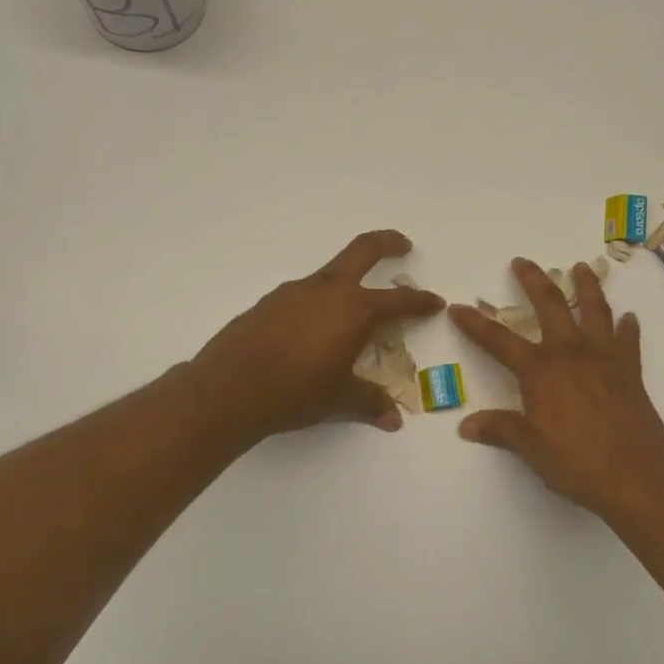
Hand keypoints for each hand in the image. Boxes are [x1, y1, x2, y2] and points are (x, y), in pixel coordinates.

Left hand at [191, 230, 443, 443]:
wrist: (228, 389)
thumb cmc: (295, 392)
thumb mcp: (339, 398)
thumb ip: (369, 402)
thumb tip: (393, 419)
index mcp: (354, 310)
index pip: (398, 300)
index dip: (420, 301)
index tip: (435, 301)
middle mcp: (327, 290)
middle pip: (363, 250)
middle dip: (388, 244)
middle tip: (403, 246)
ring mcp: (294, 292)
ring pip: (330, 274)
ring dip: (349, 280)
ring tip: (355, 309)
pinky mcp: (269, 303)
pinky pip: (304, 294)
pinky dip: (320, 301)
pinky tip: (315, 329)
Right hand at [449, 258, 663, 518]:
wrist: (634, 473)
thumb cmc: (576, 461)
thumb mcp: (530, 448)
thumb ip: (501, 430)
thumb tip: (467, 425)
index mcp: (540, 370)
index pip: (498, 341)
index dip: (475, 324)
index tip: (458, 307)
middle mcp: (570, 353)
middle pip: (549, 305)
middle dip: (533, 281)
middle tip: (523, 262)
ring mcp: (604, 357)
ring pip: (594, 309)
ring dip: (586, 285)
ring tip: (581, 267)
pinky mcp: (630, 369)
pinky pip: (628, 339)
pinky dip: (627, 327)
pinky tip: (628, 318)